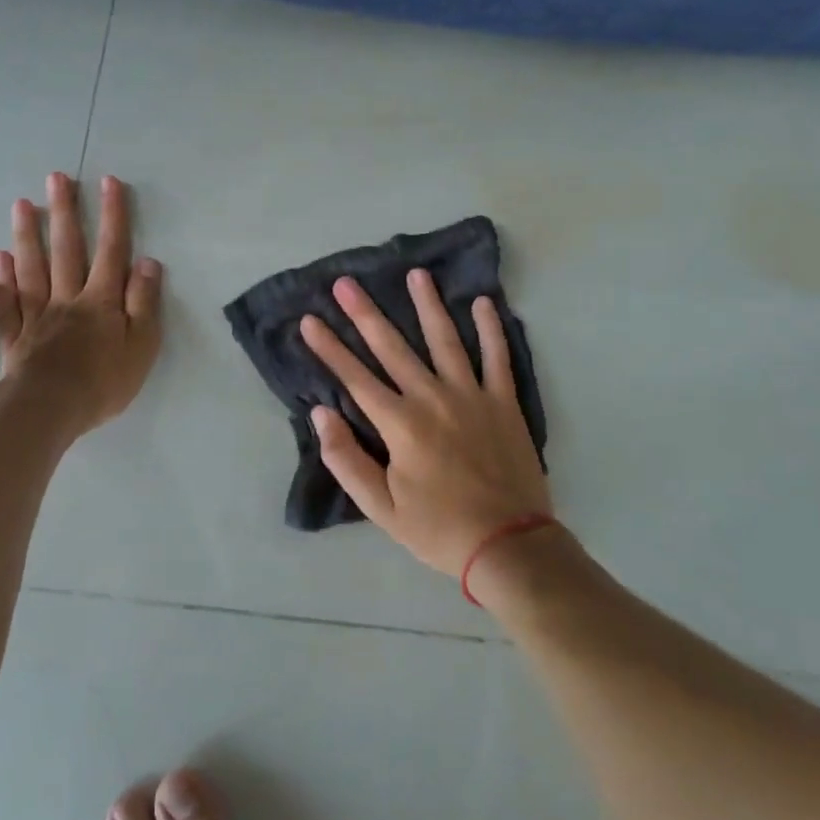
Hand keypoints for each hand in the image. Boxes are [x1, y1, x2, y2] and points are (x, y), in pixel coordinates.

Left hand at [0, 173, 162, 435]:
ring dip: (28, 234)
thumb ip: (144, 303)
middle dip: (64, 212)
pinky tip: (0, 258)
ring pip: (32, 268)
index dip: (113, 216)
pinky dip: (3, 279)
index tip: (109, 182)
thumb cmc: (103, 381)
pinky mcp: (16, 337)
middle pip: (67, 250)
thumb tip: (149, 263)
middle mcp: (68, 299)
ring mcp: (37, 316)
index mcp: (101, 301)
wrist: (48, 411)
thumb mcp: (141, 346)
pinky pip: (8, 303)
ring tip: (23, 204)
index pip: (112, 250)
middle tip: (56, 178)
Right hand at [300, 270, 549, 577]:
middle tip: (346, 283)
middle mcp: (432, 398)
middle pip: (392, 348)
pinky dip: (491, 329)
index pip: (355, 377)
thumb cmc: (439, 529)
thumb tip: (321, 414)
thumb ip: (347, 460)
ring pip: (445, 340)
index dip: (329, 348)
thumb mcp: (381, 508)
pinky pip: (497, 357)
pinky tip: (483, 302)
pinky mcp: (504, 402)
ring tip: (416, 274)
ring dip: (428, 305)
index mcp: (400, 424)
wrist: (509, 545)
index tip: (309, 319)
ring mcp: (471, 396)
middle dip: (365, 314)